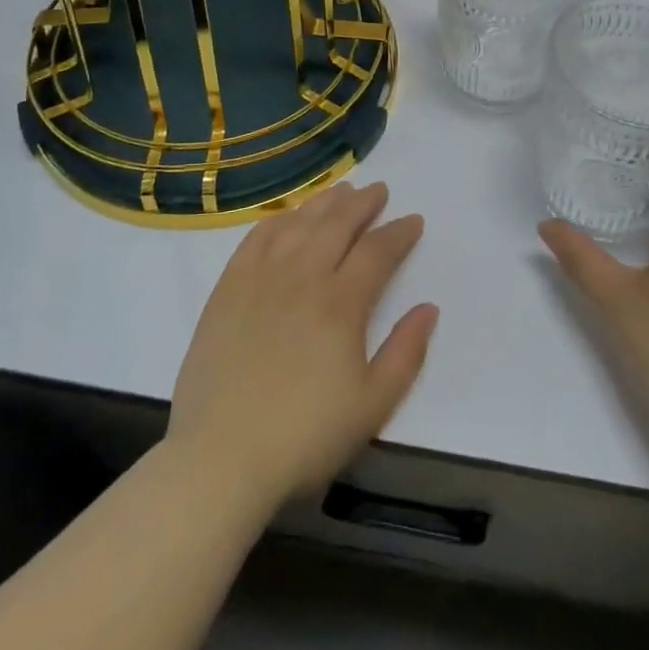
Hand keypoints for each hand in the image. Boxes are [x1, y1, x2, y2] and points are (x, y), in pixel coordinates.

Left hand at [168, 183, 438, 510]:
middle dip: (363, 203)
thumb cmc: (304, 438)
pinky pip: (256, 239)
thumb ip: (405, 353)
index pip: (377, 251)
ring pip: (298, 224)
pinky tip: (287, 217)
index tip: (413, 220)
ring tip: (341, 191)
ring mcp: (261, 279)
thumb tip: (429, 308)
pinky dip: (277, 220)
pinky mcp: (227, 290)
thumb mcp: (372, 406)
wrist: (219, 458)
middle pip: (337, 224)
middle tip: (378, 190)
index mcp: (341, 303)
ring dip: (324, 203)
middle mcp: (302, 277)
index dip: (399, 233)